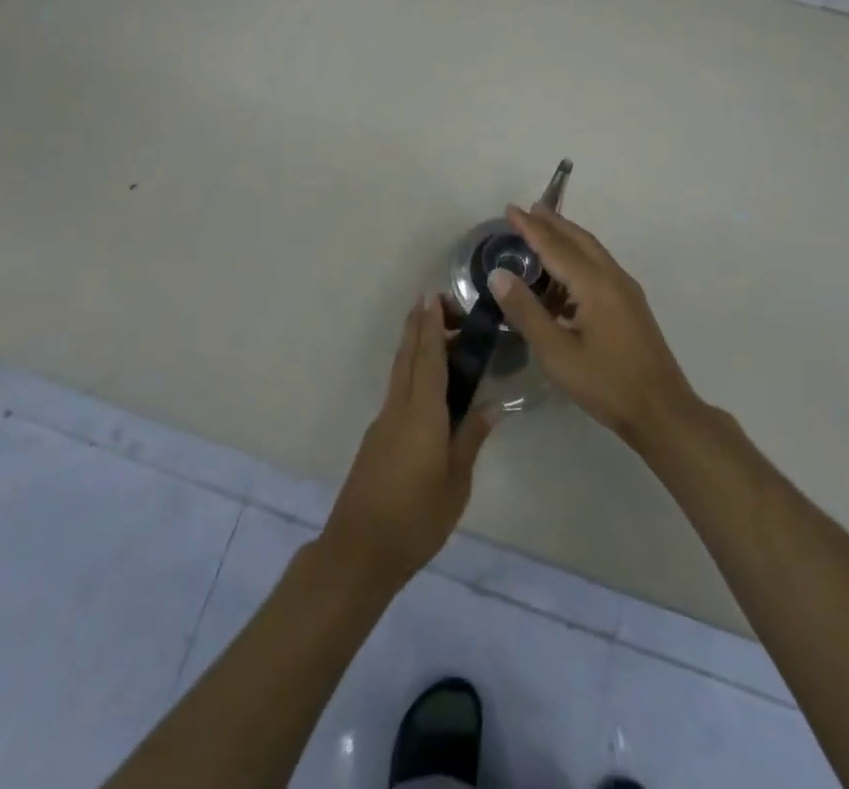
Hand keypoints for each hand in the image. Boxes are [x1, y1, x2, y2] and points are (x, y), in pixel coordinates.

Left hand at [320, 298, 494, 592]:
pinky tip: (426, 386)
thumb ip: (470, 440)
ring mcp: (383, 423)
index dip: (431, 326)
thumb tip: (489, 405)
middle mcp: (398, 408)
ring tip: (434, 334)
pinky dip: (411, 373)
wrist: (359, 551)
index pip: (428, 358)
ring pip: (400, 372)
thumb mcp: (456, 484)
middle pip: (408, 356)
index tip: (433, 297)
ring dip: (413, 347)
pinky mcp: (376, 439)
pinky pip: (397, 392)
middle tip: (433, 301)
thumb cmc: (415, 519)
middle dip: (418, 326)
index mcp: (422, 414)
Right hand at [489, 205, 697, 446]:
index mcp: (594, 284)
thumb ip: (526, 311)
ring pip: (592, 252)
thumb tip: (499, 274)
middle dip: (552, 223)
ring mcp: (626, 291)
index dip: (531, 227)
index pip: (555, 246)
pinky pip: (600, 268)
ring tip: (543, 233)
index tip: (510, 209)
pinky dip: (578, 259)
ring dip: (566, 239)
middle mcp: (613, 277)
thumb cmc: (606, 383)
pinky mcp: (631, 306)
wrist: (663, 412)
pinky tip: (564, 277)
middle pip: (579, 240)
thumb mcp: (556, 352)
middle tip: (527, 210)